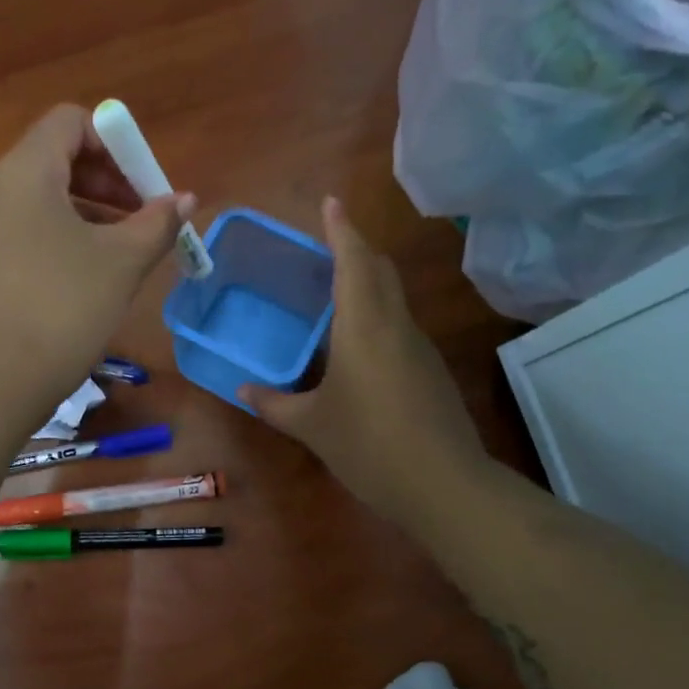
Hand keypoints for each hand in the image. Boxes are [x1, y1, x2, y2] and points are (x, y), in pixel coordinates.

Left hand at [0, 104, 192, 406]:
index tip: (144, 185)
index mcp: (26, 171)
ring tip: (128, 249)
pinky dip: (66, 236)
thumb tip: (185, 199)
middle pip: (59, 157)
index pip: (71, 122)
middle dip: (109, 180)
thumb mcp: (122, 261)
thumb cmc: (64, 305)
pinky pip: (32, 229)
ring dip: (92, 211)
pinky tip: (93, 274)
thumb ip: (158, 223)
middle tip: (144, 217)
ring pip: (46, 198)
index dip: (115, 143)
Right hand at [241, 197, 483, 529]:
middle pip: (380, 270)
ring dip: (367, 280)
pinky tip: (355, 340)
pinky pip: (398, 324)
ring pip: (392, 296)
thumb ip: (275, 403)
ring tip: (334, 288)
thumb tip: (244, 389)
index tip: (330, 202)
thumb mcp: (312, 426)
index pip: (354, 262)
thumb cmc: (369, 446)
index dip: (341, 230)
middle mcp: (395, 326)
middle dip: (356, 248)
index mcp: (364, 327)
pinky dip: (376, 313)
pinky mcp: (429, 370)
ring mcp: (418, 347)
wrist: (444, 486)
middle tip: (326, 244)